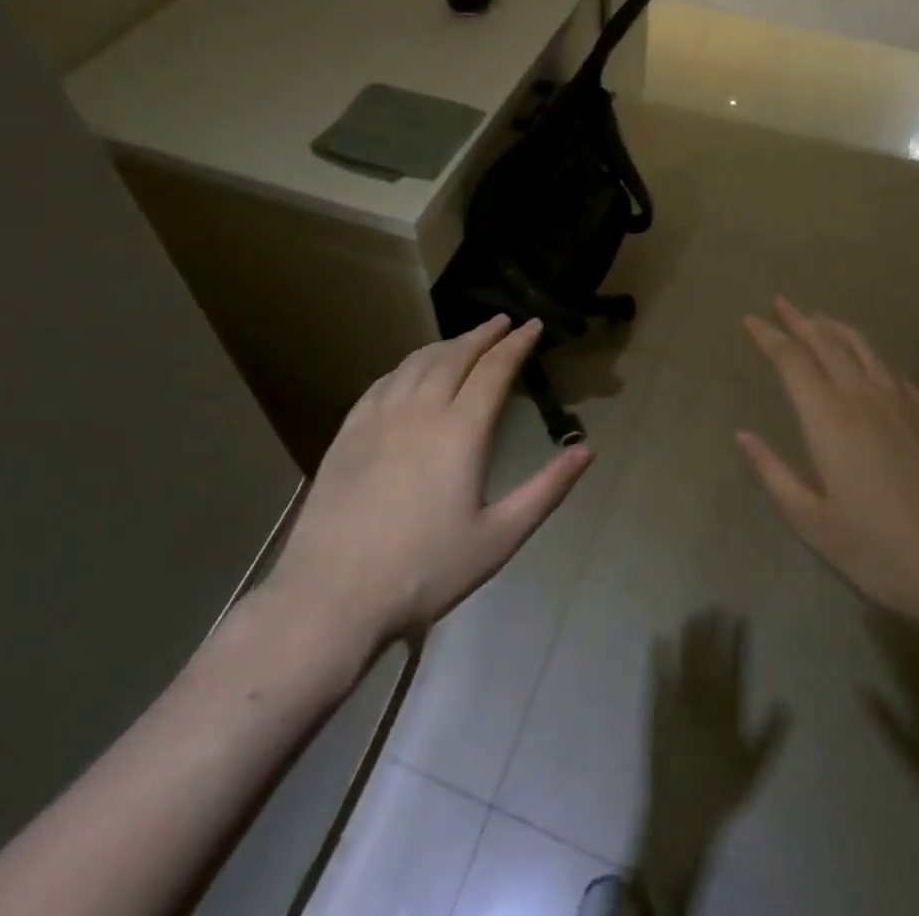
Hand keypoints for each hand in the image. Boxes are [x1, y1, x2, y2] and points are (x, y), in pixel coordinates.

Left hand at [263, 316, 592, 646]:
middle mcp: (420, 410)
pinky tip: (409, 371)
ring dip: (446, 344)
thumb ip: (546, 490)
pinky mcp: (348, 432)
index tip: (533, 326)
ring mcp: (379, 417)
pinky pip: (383, 382)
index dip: (517, 344)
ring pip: (417, 363)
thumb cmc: (425, 571)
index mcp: (461, 431)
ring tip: (463, 340)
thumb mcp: (499, 538)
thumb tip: (586, 450)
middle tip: (502, 322)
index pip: (495, 370)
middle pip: (455, 355)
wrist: (332, 596)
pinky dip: (406, 365)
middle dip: (483, 334)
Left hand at [636, 611, 788, 912]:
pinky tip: (660, 638)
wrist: (682, 815)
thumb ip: (769, 735)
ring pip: (687, 664)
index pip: (734, 669)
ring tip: (694, 614)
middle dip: (713, 631)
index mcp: (728, 714)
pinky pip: (660, 680)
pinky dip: (660, 659)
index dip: (736, 642)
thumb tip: (786, 705)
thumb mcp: (753, 768)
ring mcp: (679, 705)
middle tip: (714, 605)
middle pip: (709, 659)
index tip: (738, 617)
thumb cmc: (721, 793)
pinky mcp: (659, 712)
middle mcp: (704, 704)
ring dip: (690, 638)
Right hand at [736, 298, 918, 631]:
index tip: (751, 319)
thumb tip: (742, 435)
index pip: (792, 361)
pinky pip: (892, 370)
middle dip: (800, 320)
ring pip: (863, 348)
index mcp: (828, 418)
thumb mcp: (812, 522)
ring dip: (836, 328)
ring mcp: (902, 403)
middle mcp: (863, 397)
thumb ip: (773, 473)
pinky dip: (870, 354)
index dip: (769, 336)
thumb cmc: (879, 550)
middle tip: (781, 303)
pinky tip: (870, 360)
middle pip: (828, 343)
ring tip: (819, 318)